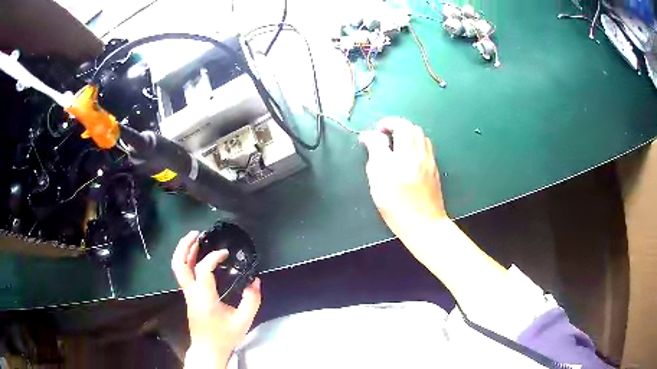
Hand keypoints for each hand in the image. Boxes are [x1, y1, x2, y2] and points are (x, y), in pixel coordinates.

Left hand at [172, 231, 260, 368]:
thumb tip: (255, 281)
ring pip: (178, 268)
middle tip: (196, 233)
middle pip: (179, 264)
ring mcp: (187, 294)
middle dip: (185, 246)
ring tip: (194, 239)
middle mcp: (192, 293)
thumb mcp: (244, 320)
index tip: (225, 254)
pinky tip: (195, 256)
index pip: (203, 269)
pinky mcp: (188, 296)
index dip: (213, 257)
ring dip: (183, 251)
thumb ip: (252, 300)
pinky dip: (186, 260)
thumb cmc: (224, 336)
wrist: (208, 349)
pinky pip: (183, 273)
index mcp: (204, 297)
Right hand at [360, 117, 447, 238]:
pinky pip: (426, 146)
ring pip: (420, 135)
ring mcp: (429, 160)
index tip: (373, 133)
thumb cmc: (396, 206)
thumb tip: (369, 137)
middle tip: (384, 136)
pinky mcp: (434, 168)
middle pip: (410, 127)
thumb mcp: (377, 180)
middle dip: (395, 125)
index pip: (395, 127)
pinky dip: (416, 143)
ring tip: (396, 144)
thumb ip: (374, 154)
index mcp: (403, 154)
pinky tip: (409, 155)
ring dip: (407, 133)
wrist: (424, 224)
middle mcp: (418, 153)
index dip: (382, 126)